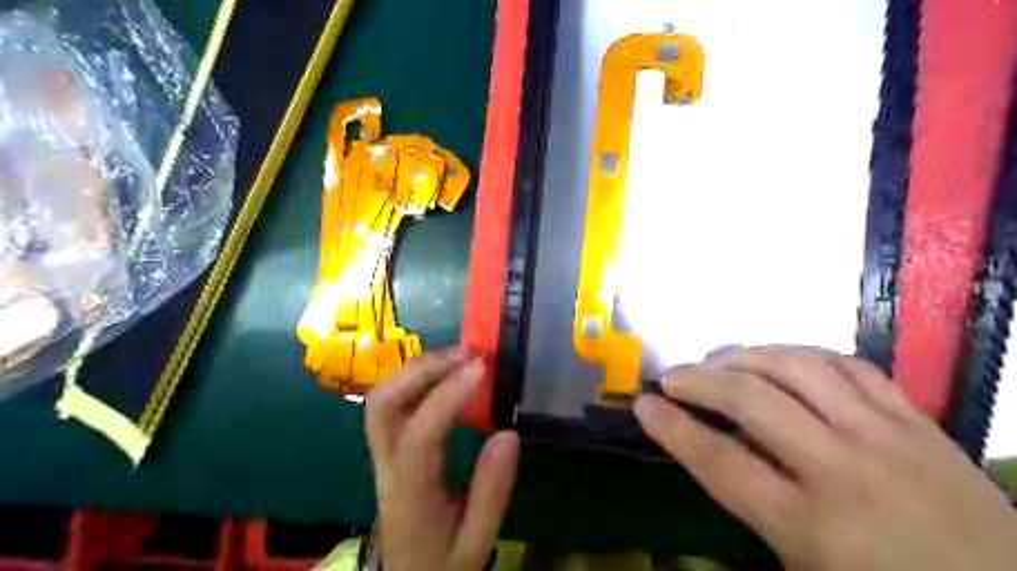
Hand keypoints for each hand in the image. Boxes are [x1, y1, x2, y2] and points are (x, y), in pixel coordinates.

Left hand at [366, 348, 520, 569]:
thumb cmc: (444, 564)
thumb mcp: (478, 540)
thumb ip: (492, 491)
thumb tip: (507, 433)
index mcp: (411, 495)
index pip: (419, 436)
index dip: (447, 396)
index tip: (480, 368)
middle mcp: (387, 467)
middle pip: (382, 405)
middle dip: (422, 369)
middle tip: (467, 355)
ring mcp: (382, 456)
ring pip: (382, 399)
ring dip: (419, 369)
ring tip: (460, 357)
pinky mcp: (387, 450)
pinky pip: (393, 404)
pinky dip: (418, 379)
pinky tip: (446, 374)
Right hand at [633, 345, 1016, 570]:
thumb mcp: (804, 566)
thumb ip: (756, 504)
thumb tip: (716, 446)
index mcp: (812, 528)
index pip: (720, 463)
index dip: (673, 429)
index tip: (643, 405)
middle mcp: (844, 472)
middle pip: (751, 403)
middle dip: (698, 382)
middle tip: (671, 376)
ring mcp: (886, 437)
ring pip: (798, 369)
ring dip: (746, 356)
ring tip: (718, 359)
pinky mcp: (917, 419)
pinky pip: (849, 365)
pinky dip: (803, 354)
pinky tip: (780, 357)